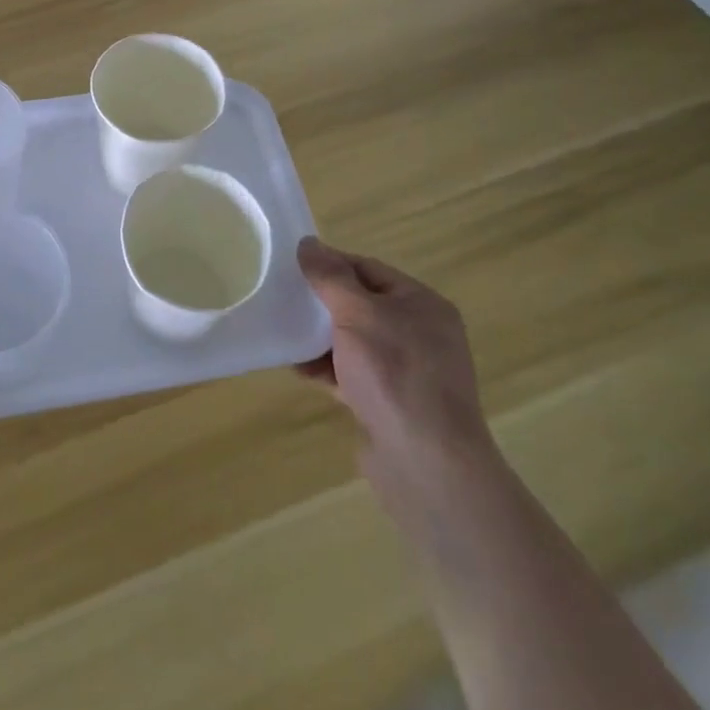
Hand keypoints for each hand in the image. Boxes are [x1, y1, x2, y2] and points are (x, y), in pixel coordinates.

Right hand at [297, 237, 493, 527]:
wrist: (427, 465)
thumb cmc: (395, 374)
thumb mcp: (358, 314)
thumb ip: (331, 277)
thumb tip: (308, 243)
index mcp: (422, 304)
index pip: (368, 269)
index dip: (330, 264)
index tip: (292, 266)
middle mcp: (420, 333)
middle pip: (361, 304)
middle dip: (322, 303)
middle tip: (283, 299)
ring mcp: (408, 372)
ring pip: (355, 342)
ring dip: (320, 338)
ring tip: (284, 333)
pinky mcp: (392, 404)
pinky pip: (353, 374)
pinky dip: (327, 369)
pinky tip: (298, 369)